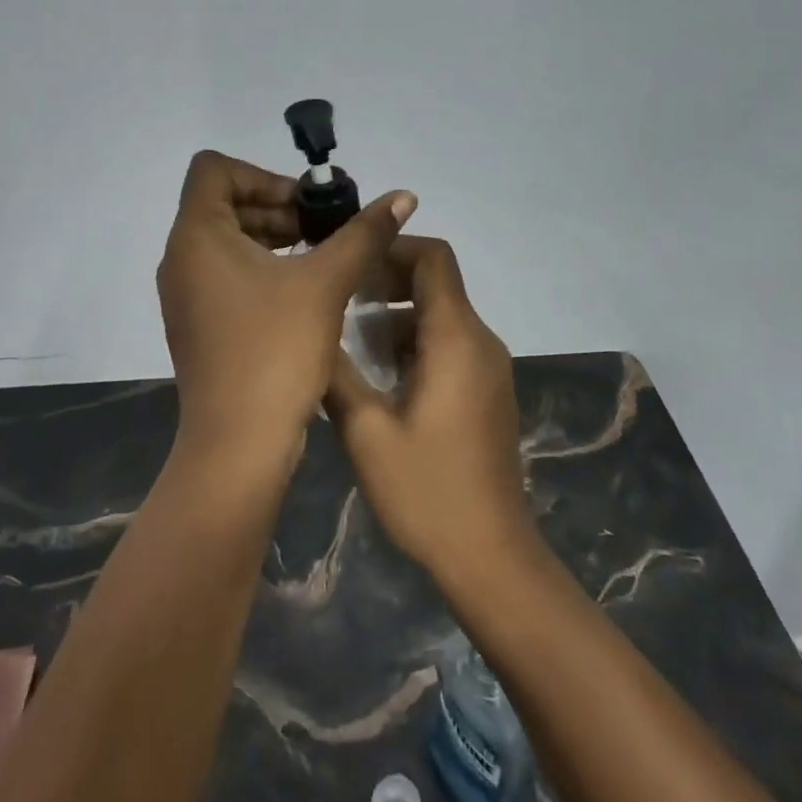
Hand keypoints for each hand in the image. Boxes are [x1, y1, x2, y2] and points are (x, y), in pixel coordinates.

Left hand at [156, 151, 416, 466]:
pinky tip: (303, 292)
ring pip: (226, 241)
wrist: (238, 444)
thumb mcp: (326, 283)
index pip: (213, 169)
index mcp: (196, 235)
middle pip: (223, 203)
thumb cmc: (275, 350)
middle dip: (277, 207)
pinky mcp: (197, 323)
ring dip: (273, 238)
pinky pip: (225, 274)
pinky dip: (261, 268)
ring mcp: (185, 294)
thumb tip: (404, 196)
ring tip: (322, 258)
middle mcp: (180, 258)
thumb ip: (364, 233)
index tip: (305, 203)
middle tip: (325, 230)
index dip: (263, 174)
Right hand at [325, 237, 535, 581]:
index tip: (350, 261)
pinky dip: (412, 342)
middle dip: (387, 280)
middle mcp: (479, 341)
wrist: (491, 555)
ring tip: (347, 340)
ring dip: (395, 315)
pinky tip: (377, 376)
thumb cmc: (427, 491)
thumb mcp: (366, 430)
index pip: (433, 258)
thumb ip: (336, 372)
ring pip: (439, 315)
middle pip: (436, 282)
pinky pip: (448, 344)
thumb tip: (311, 332)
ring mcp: (487, 367)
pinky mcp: (485, 391)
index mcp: (455, 338)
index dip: (392, 246)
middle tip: (339, 297)